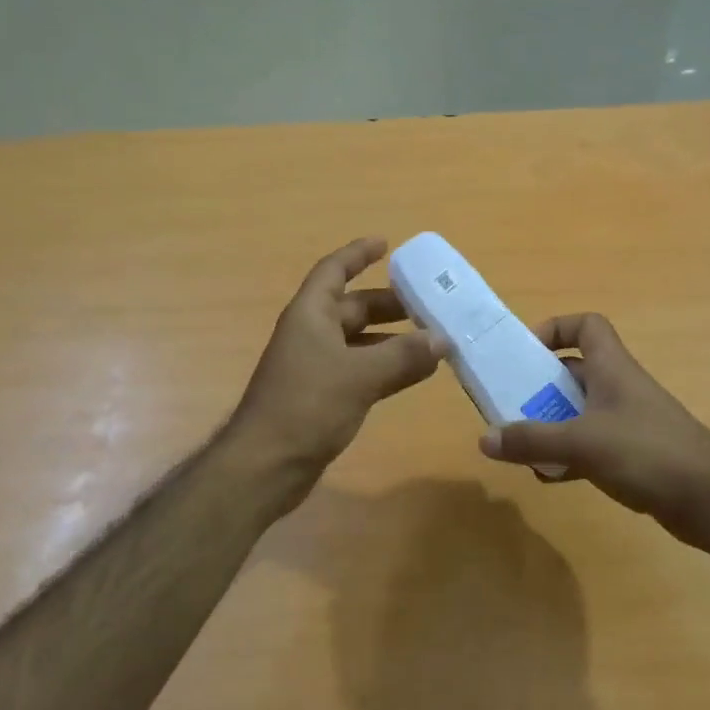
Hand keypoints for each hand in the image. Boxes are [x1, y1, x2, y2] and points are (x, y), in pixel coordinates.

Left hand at [231, 239, 442, 472]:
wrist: (266, 465)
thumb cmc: (307, 406)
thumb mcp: (359, 375)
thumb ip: (403, 356)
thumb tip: (442, 340)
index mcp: (310, 315)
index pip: (334, 271)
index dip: (357, 254)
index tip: (387, 244)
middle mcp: (312, 334)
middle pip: (353, 307)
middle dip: (389, 303)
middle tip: (428, 303)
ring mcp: (316, 367)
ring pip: (360, 341)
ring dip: (393, 338)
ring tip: (432, 338)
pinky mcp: (323, 396)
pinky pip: (361, 370)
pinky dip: (387, 367)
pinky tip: (415, 373)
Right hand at [478, 313, 709, 549]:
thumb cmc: (647, 452)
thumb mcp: (582, 443)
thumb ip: (532, 440)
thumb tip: (484, 440)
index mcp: (611, 368)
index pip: (587, 325)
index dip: (557, 328)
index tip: (527, 353)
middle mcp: (619, 387)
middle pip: (574, 372)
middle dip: (540, 386)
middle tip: (509, 405)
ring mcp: (627, 421)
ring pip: (579, 412)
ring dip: (551, 424)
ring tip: (521, 445)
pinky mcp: (633, 454)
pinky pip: (590, 445)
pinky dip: (568, 456)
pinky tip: (550, 477)